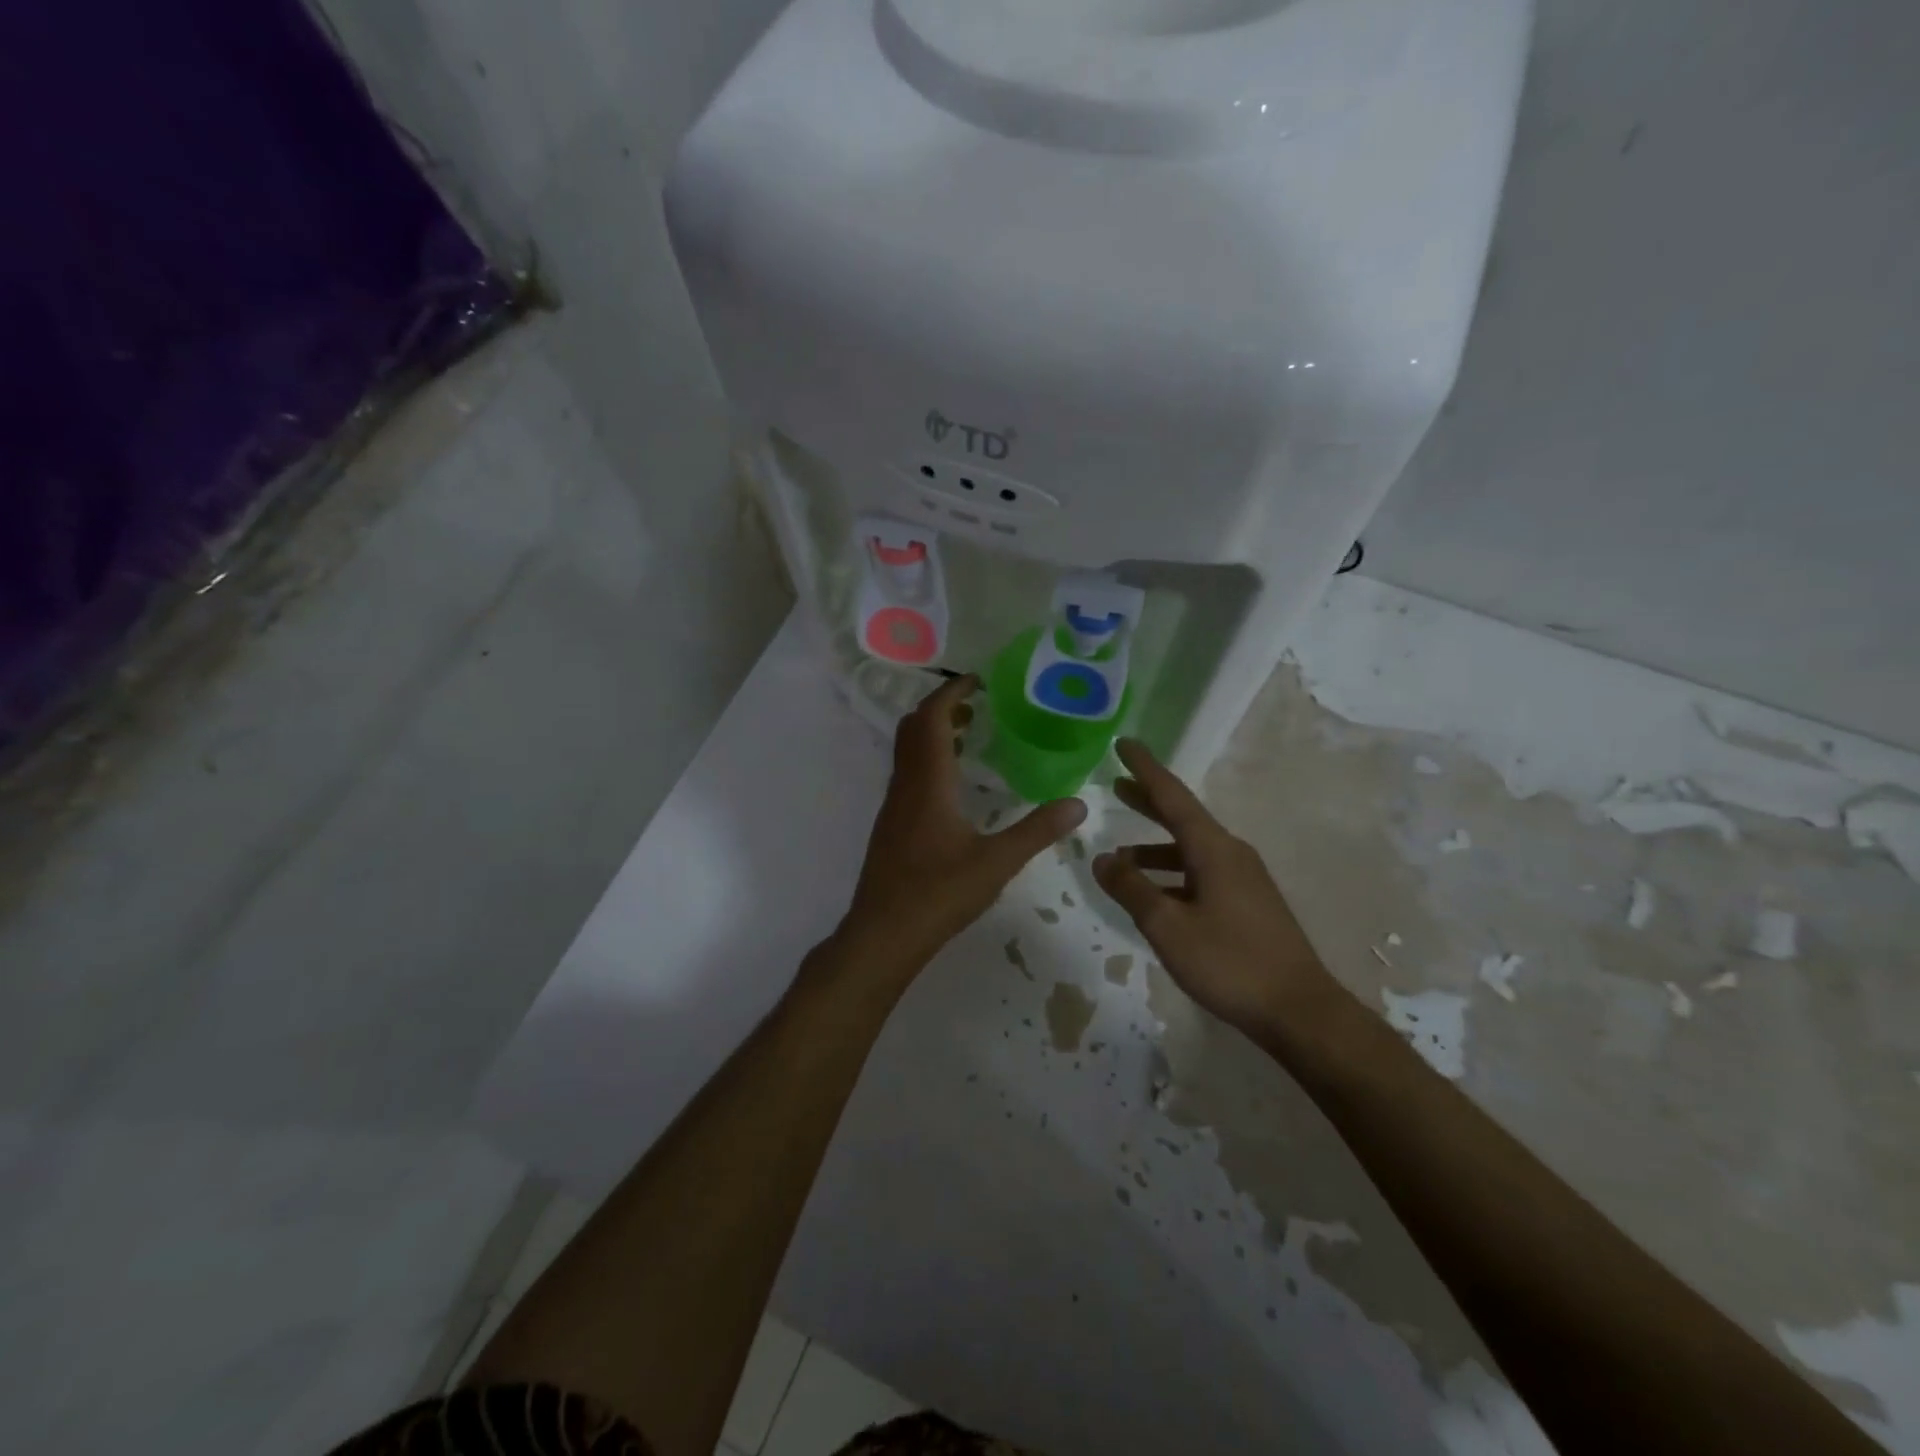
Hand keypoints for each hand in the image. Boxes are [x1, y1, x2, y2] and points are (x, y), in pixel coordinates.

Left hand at [841, 674, 1086, 976]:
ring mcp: (893, 805)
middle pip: (914, 727)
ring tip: (971, 735)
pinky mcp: (891, 824)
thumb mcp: (996, 862)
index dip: (951, 693)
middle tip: (977, 704)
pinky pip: (908, 774)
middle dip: (942, 707)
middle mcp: (905, 785)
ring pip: (908, 751)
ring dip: (934, 733)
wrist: (884, 933)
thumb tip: (1078, 804)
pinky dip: (929, 760)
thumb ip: (1037, 830)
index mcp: (928, 782)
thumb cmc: (938, 893)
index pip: (932, 719)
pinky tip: (954, 784)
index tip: (977, 680)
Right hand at [1092, 739, 1338, 1037]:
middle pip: (1182, 817)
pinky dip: (1172, 873)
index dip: (1145, 769)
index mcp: (1213, 848)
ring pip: (1190, 849)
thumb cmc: (1229, 962)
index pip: (1172, 796)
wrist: (1299, 1010)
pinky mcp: (1248, 902)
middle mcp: (1231, 853)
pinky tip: (1154, 894)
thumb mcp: (1167, 926)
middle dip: (1148, 801)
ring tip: (1120, 856)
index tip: (1124, 744)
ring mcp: (1243, 879)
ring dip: (1155, 847)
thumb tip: (1101, 858)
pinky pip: (1201, 873)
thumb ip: (1131, 889)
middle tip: (1117, 786)